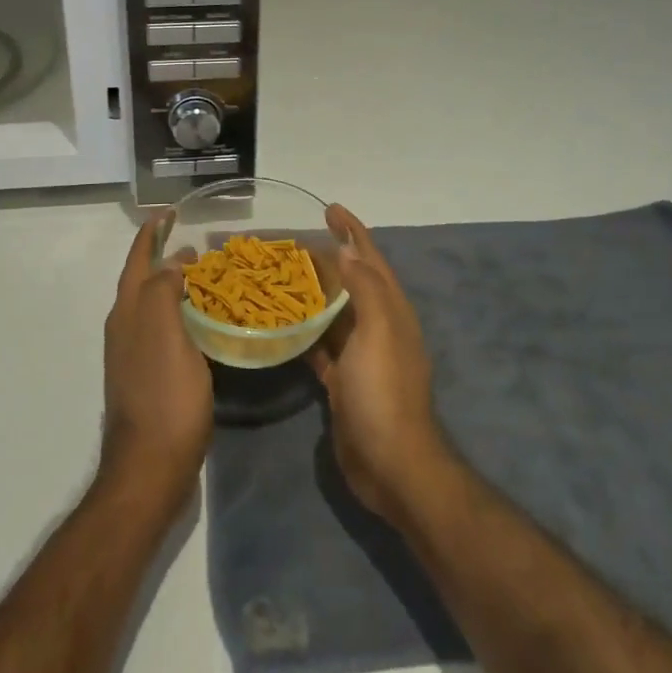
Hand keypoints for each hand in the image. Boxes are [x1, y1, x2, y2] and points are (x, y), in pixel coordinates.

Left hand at [99, 213, 211, 514]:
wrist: (151, 466)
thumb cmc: (164, 397)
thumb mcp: (167, 335)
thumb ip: (163, 291)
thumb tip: (171, 262)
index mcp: (128, 313)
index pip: (137, 260)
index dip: (151, 234)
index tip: (170, 212)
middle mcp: (125, 328)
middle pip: (142, 281)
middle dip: (162, 257)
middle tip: (197, 245)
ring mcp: (134, 355)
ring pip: (153, 305)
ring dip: (173, 285)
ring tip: (204, 276)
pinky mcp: (149, 377)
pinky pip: (164, 329)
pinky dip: (180, 313)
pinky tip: (202, 322)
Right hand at [308, 204, 452, 521]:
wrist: (391, 464)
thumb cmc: (384, 391)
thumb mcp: (379, 332)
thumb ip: (364, 288)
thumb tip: (347, 249)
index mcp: (391, 311)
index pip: (370, 259)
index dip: (353, 231)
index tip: (329, 208)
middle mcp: (378, 327)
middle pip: (350, 282)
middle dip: (327, 259)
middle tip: (291, 243)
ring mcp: (360, 357)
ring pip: (334, 314)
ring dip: (312, 294)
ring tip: (280, 276)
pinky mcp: (342, 383)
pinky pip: (321, 347)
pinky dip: (305, 332)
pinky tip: (282, 326)